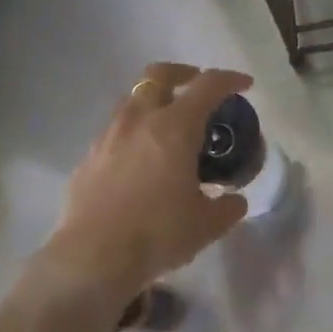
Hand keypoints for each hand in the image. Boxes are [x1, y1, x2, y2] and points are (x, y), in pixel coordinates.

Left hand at [43, 63, 251, 305]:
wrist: (92, 258)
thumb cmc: (157, 233)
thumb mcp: (206, 224)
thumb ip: (226, 207)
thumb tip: (235, 200)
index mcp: (175, 126)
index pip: (208, 86)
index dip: (229, 80)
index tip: (244, 85)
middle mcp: (140, 119)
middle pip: (159, 74)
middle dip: (182, 73)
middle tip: (196, 86)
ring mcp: (109, 135)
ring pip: (132, 99)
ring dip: (153, 101)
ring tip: (167, 125)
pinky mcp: (88, 157)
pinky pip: (114, 130)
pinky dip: (132, 132)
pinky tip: (139, 159)